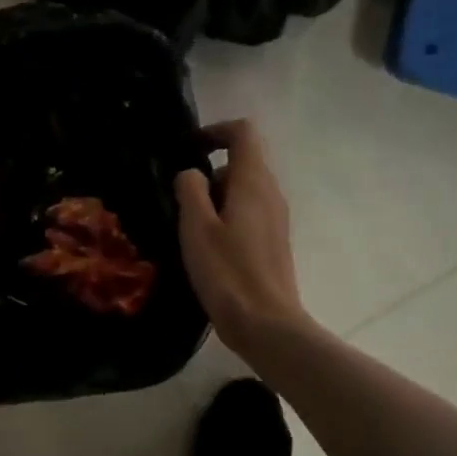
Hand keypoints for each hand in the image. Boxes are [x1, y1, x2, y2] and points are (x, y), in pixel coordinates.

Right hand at [174, 119, 312, 358]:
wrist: (266, 324)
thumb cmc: (227, 272)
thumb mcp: (196, 227)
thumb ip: (190, 190)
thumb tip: (191, 174)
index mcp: (254, 183)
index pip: (243, 133)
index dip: (215, 131)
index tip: (189, 149)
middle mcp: (271, 194)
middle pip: (241, 163)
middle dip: (209, 174)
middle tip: (181, 203)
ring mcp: (276, 219)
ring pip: (243, 191)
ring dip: (214, 200)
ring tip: (189, 230)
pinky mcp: (273, 243)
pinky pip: (248, 214)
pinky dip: (225, 219)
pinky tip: (207, 249)